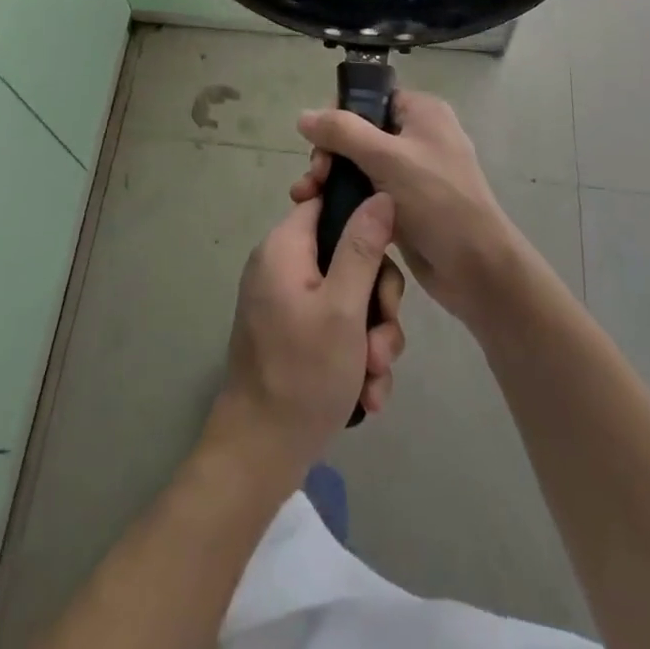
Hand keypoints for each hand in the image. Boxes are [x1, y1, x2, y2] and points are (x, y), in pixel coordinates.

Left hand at [209, 195, 406, 482]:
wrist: (260, 454)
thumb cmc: (303, 373)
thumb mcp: (344, 308)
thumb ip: (363, 247)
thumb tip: (380, 194)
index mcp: (285, 246)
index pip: (328, 202)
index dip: (364, 219)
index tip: (389, 253)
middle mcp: (283, 266)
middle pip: (349, 256)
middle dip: (378, 303)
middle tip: (382, 342)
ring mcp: (288, 302)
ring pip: (351, 297)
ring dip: (373, 337)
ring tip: (375, 377)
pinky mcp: (294, 334)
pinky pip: (337, 326)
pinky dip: (355, 356)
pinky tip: (367, 393)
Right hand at [295, 90, 519, 329]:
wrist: (477, 269)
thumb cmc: (437, 201)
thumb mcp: (386, 158)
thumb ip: (342, 131)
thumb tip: (303, 116)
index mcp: (421, 112)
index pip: (369, 98)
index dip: (338, 115)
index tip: (317, 143)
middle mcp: (417, 135)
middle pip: (358, 131)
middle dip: (329, 153)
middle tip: (315, 178)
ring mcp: (412, 171)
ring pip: (359, 163)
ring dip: (331, 177)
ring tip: (307, 198)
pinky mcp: (405, 204)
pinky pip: (367, 191)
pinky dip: (345, 197)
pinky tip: (321, 211)